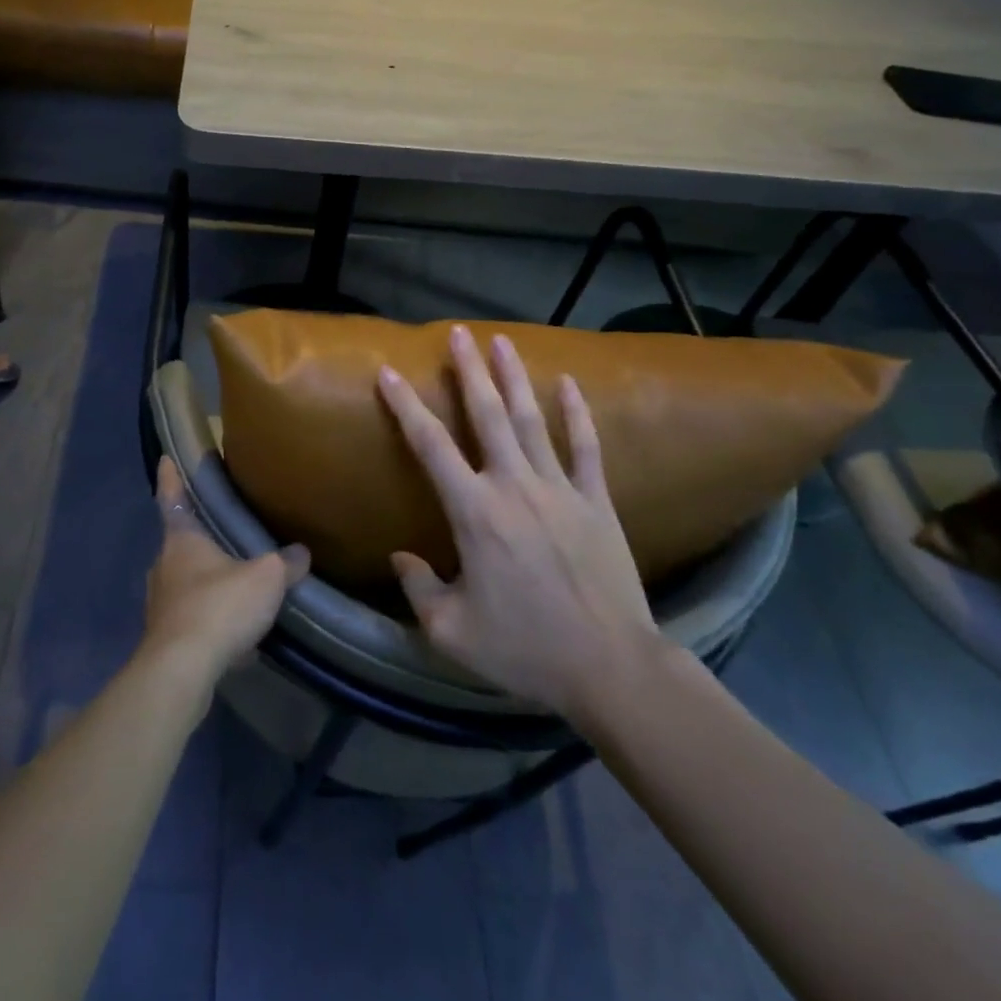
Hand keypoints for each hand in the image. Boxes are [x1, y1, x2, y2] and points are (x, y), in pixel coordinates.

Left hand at [141, 457, 309, 686]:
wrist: (182, 671)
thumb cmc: (219, 607)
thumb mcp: (265, 579)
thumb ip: (285, 564)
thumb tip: (301, 553)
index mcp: (181, 541)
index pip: (173, 498)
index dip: (170, 478)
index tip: (165, 459)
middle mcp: (164, 566)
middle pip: (179, 543)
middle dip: (198, 538)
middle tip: (220, 530)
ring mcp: (160, 604)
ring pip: (184, 582)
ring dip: (205, 581)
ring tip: (233, 583)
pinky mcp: (164, 638)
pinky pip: (191, 618)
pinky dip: (210, 619)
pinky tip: (235, 633)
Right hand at [377, 326, 659, 717]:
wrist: (611, 668)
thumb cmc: (525, 649)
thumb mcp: (451, 632)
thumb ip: (418, 588)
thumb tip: (400, 557)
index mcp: (474, 513)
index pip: (430, 446)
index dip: (405, 406)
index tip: (389, 373)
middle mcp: (514, 486)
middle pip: (487, 416)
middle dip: (470, 371)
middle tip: (459, 332)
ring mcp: (559, 489)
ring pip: (531, 420)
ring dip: (514, 378)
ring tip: (502, 341)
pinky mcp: (595, 501)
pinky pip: (585, 447)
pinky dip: (577, 413)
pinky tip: (568, 383)